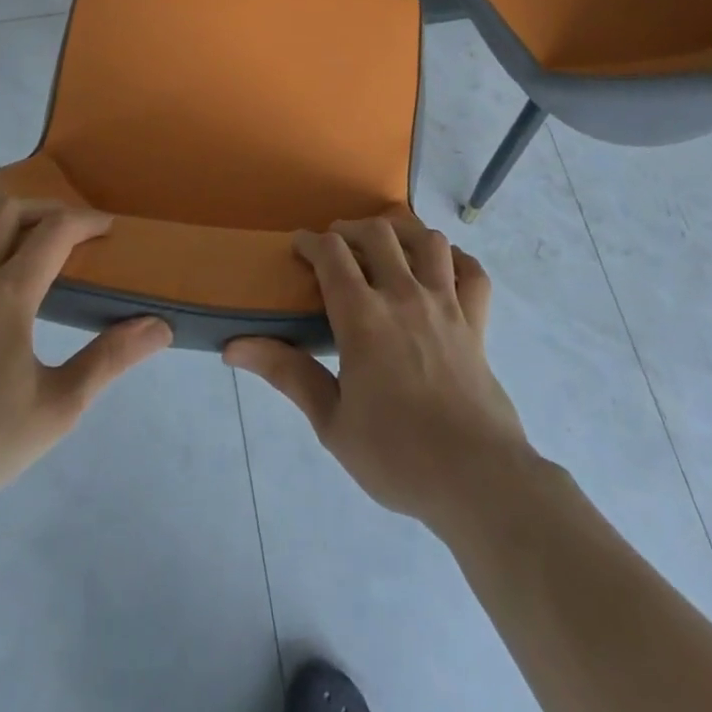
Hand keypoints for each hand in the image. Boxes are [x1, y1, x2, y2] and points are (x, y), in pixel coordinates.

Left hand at [0, 195, 172, 532]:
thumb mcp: (59, 408)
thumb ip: (110, 359)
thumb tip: (160, 326)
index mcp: (8, 296)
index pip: (55, 232)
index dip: (85, 221)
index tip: (104, 228)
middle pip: (4, 212)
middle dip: (39, 211)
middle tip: (58, 233)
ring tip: (0, 232)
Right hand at [224, 217, 535, 529]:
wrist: (477, 480)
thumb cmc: (396, 455)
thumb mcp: (331, 422)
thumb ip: (287, 374)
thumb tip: (233, 347)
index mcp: (363, 317)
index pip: (332, 254)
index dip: (311, 241)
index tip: (299, 247)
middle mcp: (404, 296)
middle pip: (378, 233)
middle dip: (351, 230)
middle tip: (338, 247)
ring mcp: (446, 305)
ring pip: (428, 241)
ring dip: (403, 234)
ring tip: (388, 249)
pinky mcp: (477, 323)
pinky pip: (472, 272)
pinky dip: (456, 261)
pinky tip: (441, 270)